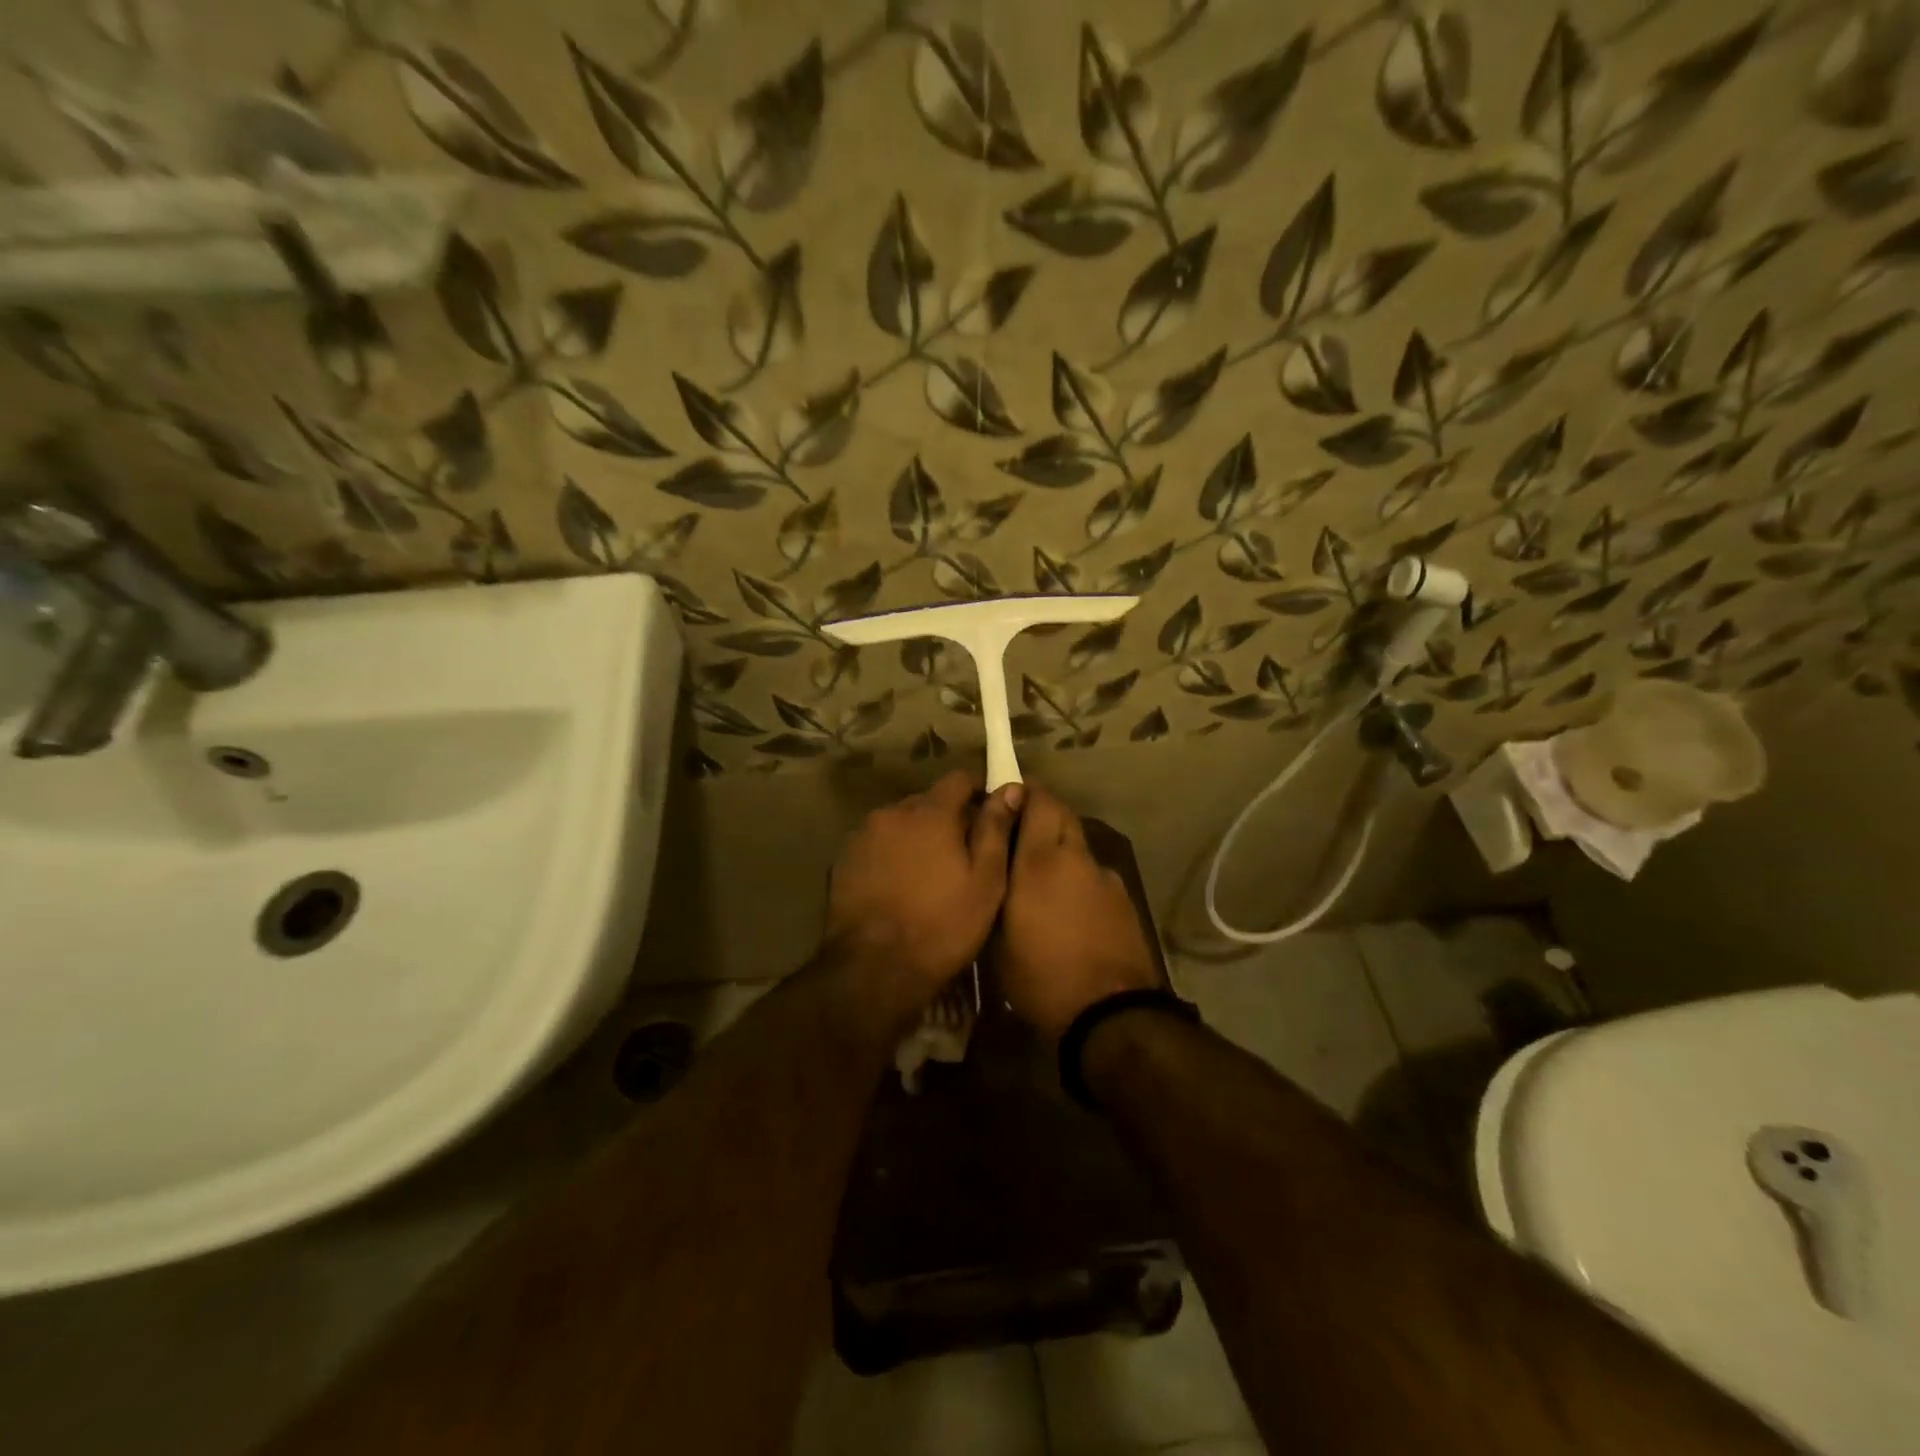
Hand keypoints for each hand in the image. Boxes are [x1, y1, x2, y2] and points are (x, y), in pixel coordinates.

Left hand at [826, 770, 1022, 1011]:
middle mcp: (891, 813)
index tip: (990, 812)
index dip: (978, 790)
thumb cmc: (942, 925)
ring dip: (916, 837)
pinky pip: (876, 846)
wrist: (874, 969)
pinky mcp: (842, 861)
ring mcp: (862, 836)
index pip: (958, 778)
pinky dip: (891, 855)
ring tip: (929, 873)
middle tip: (963, 851)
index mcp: (930, 812)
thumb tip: (1009, 788)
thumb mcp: (986, 881)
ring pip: (899, 824)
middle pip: (927, 802)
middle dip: (946, 818)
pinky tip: (899, 887)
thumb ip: (996, 829)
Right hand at [1000, 785, 1159, 1038]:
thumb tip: (992, 863)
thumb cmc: (1041, 977)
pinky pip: (1094, 874)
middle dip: (1041, 813)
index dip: (1023, 791)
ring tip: (1042, 878)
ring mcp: (1106, 877)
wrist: (1111, 1014)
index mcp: (1041, 861)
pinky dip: (1079, 877)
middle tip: (1018, 832)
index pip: (1039, 800)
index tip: (1005, 794)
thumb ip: (997, 890)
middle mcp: (1077, 858)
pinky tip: (1069, 908)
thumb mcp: (998, 939)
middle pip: (1063, 815)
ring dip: (1061, 848)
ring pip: (1079, 845)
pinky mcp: (1124, 900)